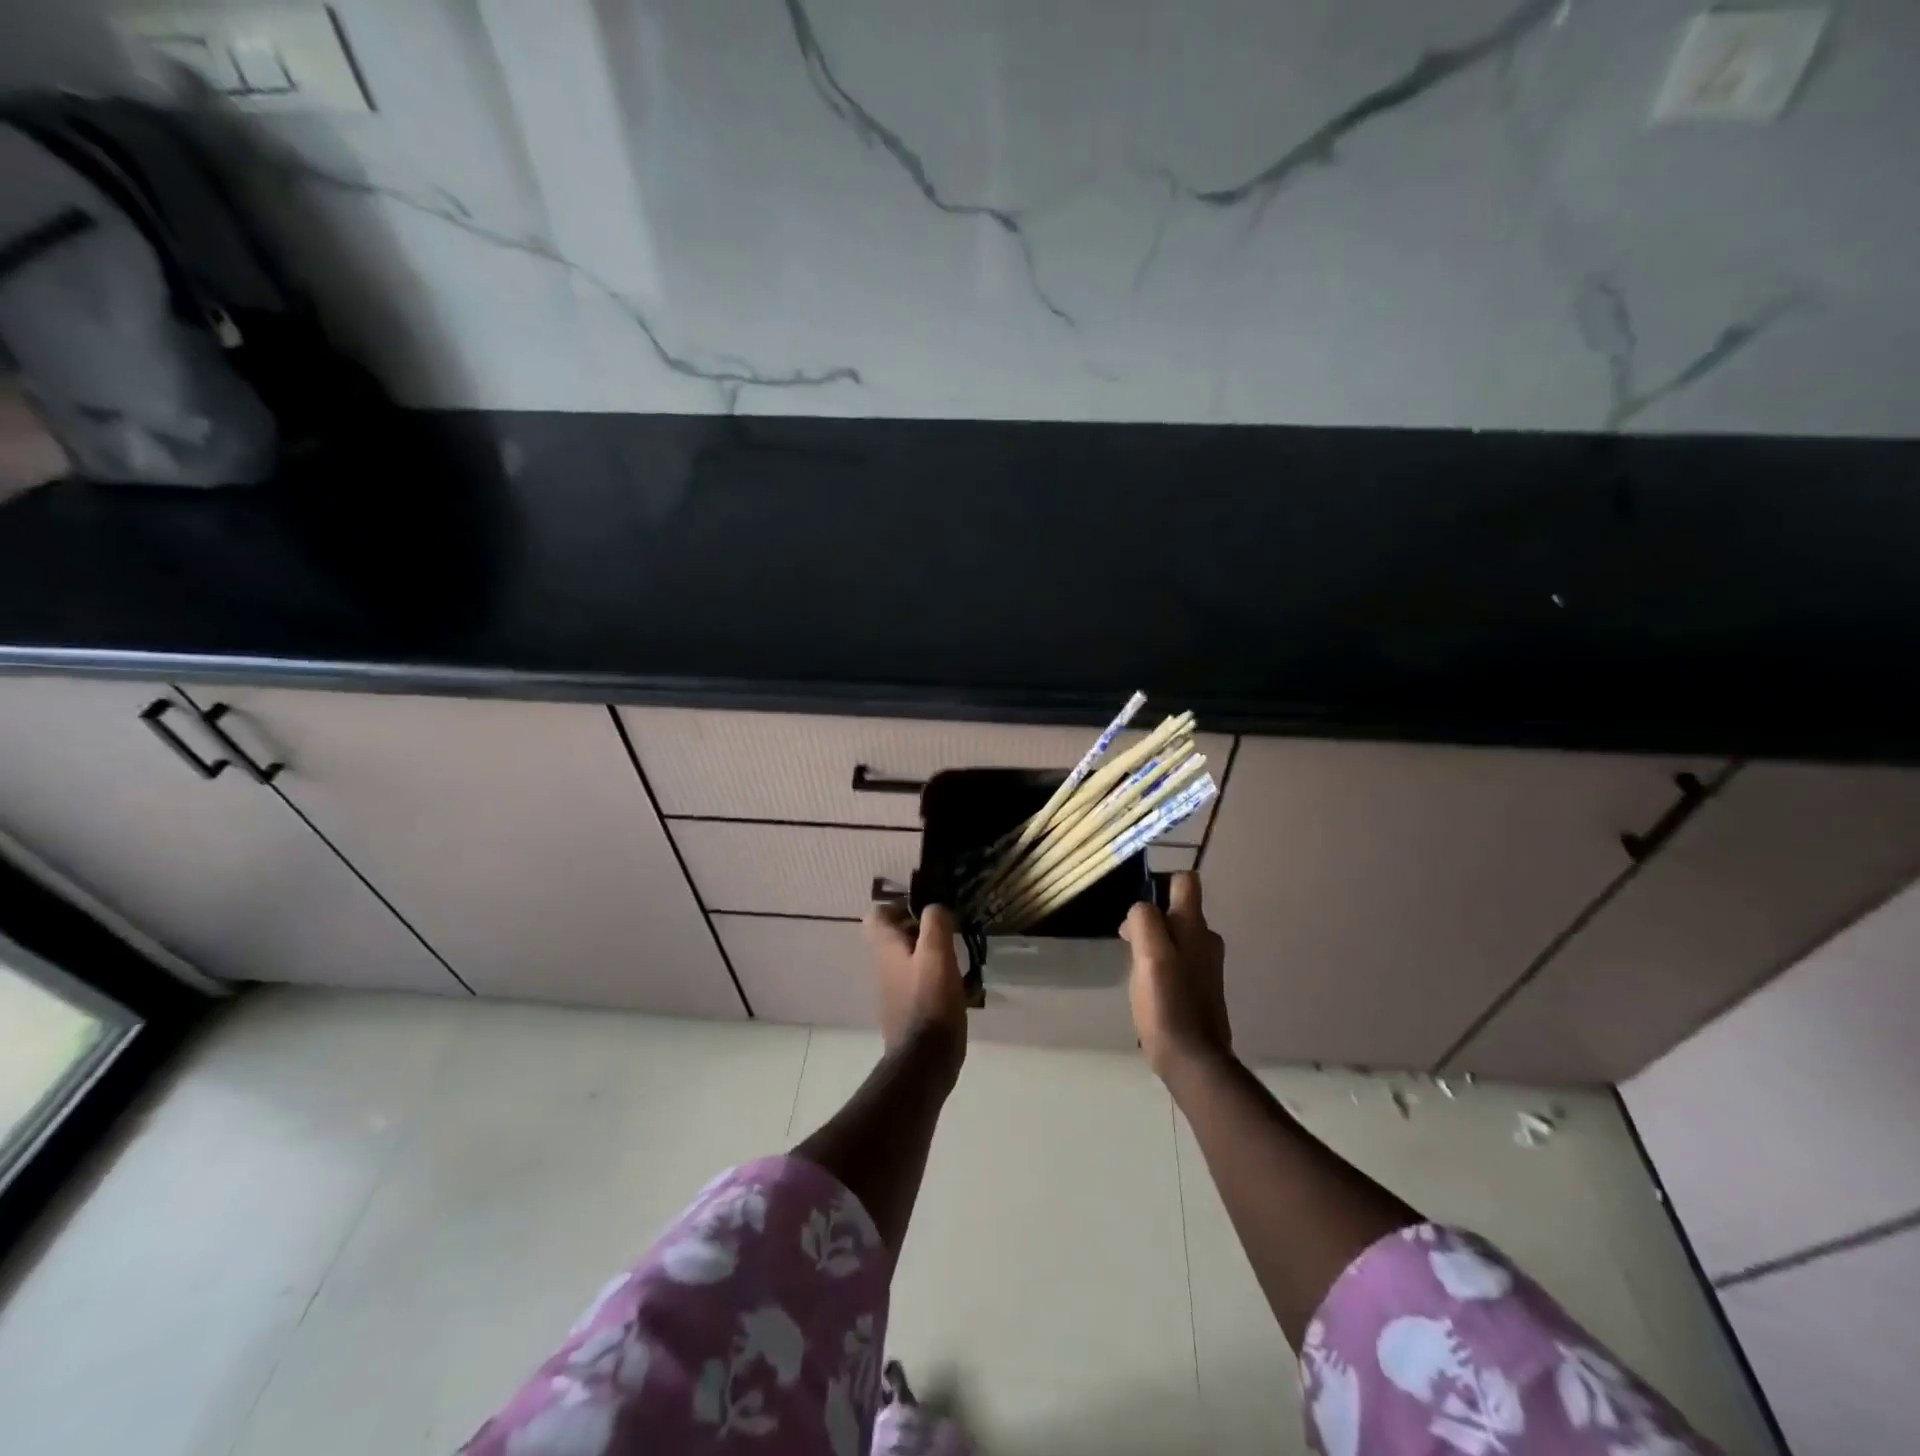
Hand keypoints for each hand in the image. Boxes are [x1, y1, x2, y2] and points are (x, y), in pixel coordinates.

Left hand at [865, 902, 968, 1060]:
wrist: (925, 1060)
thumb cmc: (930, 1001)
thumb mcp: (937, 953)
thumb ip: (935, 922)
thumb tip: (935, 908)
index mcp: (886, 948)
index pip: (877, 915)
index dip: (899, 905)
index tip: (927, 908)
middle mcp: (884, 966)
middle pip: (895, 936)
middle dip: (921, 928)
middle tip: (949, 929)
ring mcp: (894, 990)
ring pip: (909, 958)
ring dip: (931, 952)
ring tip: (959, 954)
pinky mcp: (908, 1009)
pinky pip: (919, 981)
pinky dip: (936, 976)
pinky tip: (959, 983)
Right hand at [1121, 872, 1229, 1077]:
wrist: (1193, 1059)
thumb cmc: (1167, 1004)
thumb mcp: (1149, 956)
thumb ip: (1144, 922)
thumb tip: (1140, 910)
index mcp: (1195, 927)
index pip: (1185, 882)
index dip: (1161, 883)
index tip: (1139, 907)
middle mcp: (1206, 940)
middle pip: (1179, 910)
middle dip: (1153, 919)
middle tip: (1130, 943)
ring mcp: (1207, 965)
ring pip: (1177, 936)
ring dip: (1156, 943)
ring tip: (1137, 967)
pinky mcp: (1201, 987)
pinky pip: (1179, 960)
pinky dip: (1163, 964)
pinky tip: (1150, 987)